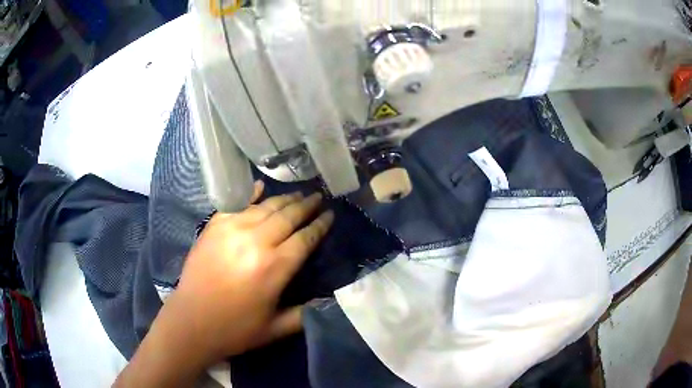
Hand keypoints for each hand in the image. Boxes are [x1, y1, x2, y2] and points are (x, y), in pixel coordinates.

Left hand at [175, 180, 333, 360]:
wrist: (191, 321)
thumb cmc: (235, 329)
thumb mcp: (277, 329)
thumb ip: (305, 314)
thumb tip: (327, 301)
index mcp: (274, 267)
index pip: (305, 238)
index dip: (320, 225)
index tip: (330, 214)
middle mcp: (256, 241)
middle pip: (288, 216)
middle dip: (307, 205)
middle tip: (319, 196)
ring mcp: (232, 229)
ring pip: (266, 207)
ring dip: (284, 199)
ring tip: (298, 194)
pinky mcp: (214, 226)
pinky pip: (237, 204)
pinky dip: (251, 194)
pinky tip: (260, 187)